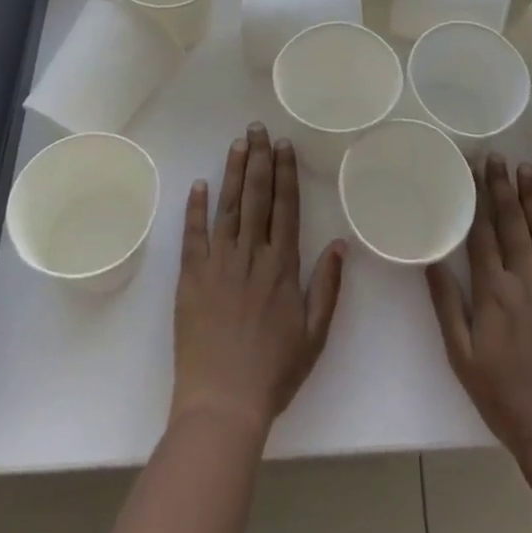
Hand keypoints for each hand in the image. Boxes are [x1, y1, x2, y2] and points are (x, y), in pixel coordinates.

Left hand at [172, 123, 346, 436]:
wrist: (222, 405)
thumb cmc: (273, 373)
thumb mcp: (314, 335)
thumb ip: (327, 286)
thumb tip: (340, 243)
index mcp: (282, 266)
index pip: (286, 206)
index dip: (285, 173)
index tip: (284, 145)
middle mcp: (251, 255)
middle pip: (257, 196)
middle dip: (259, 159)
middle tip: (258, 127)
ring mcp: (219, 263)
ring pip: (228, 207)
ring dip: (233, 172)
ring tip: (237, 142)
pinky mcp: (191, 277)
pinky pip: (194, 235)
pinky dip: (196, 208)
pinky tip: (199, 183)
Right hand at [426, 154, 531, 465]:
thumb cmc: (503, 398)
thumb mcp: (462, 357)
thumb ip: (447, 305)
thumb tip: (431, 260)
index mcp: (493, 292)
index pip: (482, 233)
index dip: (475, 198)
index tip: (471, 168)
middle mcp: (524, 281)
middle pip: (511, 224)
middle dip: (503, 187)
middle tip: (498, 156)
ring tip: (528, 169)